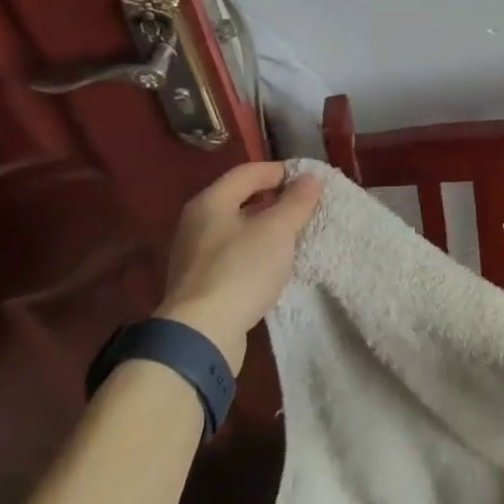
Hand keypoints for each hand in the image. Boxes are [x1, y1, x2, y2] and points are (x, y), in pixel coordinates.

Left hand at [156, 161, 322, 371]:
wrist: (202, 333)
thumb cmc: (241, 270)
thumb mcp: (277, 231)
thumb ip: (296, 202)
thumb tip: (310, 178)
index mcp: (210, 201)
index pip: (247, 172)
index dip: (278, 171)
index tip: (307, 179)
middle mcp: (196, 222)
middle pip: (238, 199)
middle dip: (272, 200)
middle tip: (303, 206)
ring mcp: (193, 255)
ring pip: (235, 229)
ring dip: (263, 228)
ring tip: (293, 235)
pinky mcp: (198, 284)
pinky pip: (231, 256)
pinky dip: (253, 253)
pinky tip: (272, 266)